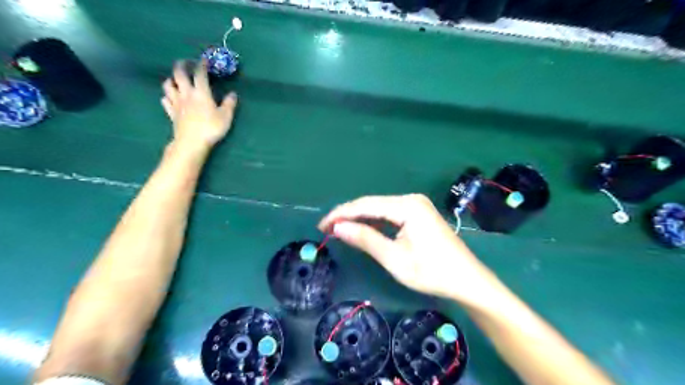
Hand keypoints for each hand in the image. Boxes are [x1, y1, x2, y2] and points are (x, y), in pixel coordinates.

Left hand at [161, 61, 238, 151]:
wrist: (192, 142)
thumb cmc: (211, 128)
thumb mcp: (226, 117)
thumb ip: (229, 104)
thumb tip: (233, 94)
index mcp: (201, 92)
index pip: (199, 73)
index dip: (202, 64)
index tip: (204, 59)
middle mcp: (186, 93)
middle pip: (179, 74)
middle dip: (182, 65)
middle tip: (186, 62)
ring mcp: (176, 103)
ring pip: (168, 85)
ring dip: (171, 79)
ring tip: (176, 80)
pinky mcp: (171, 113)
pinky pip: (165, 100)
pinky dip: (167, 96)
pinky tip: (171, 98)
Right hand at [318, 194, 501, 304]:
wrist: (468, 281)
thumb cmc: (431, 272)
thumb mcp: (394, 258)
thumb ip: (365, 238)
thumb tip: (337, 227)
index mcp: (407, 205)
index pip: (365, 205)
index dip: (340, 214)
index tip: (321, 226)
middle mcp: (411, 199)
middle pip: (372, 204)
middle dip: (348, 215)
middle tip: (326, 229)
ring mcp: (416, 205)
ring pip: (380, 208)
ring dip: (359, 219)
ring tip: (338, 229)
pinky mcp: (419, 214)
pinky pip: (390, 214)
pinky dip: (374, 222)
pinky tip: (362, 228)